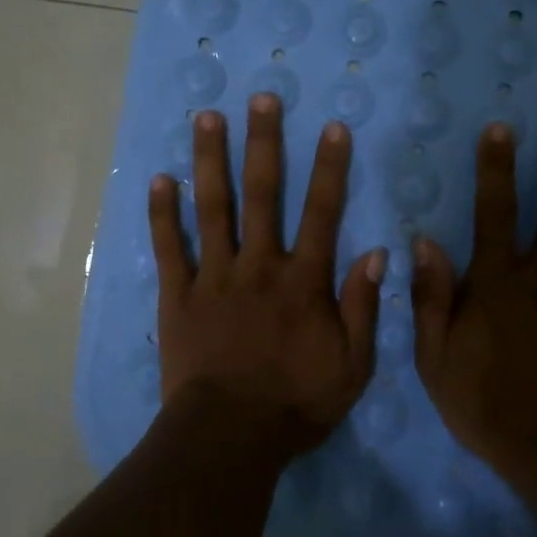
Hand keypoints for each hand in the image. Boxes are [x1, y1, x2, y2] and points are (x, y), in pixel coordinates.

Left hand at [148, 93, 385, 457]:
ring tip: (206, 117)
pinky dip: (162, 214)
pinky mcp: (178, 296)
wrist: (230, 437)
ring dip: (210, 160)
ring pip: (212, 208)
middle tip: (260, 99)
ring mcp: (214, 277)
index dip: (329, 168)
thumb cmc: (296, 403)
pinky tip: (159, 179)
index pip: (322, 212)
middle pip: (262, 194)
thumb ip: (363, 308)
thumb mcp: (352, 366)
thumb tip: (377, 254)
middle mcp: (258, 265)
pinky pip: (169, 248)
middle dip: (262, 142)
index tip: (332, 127)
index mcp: (302, 281)